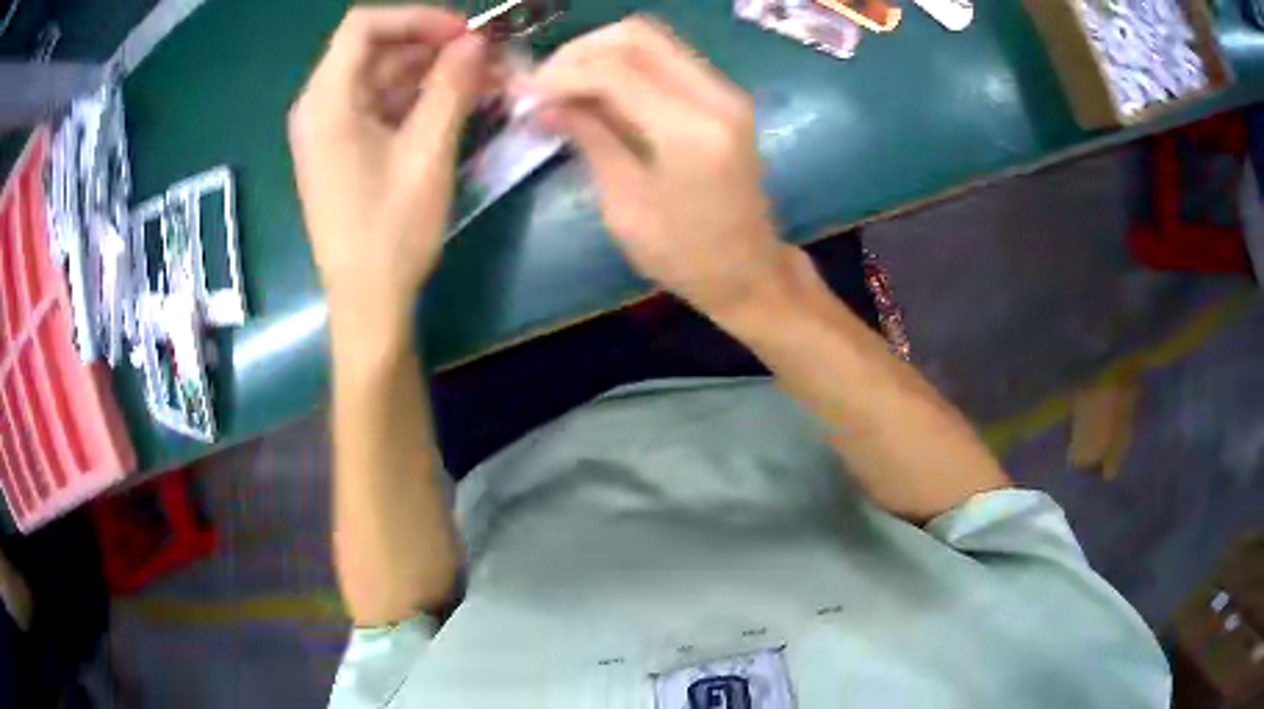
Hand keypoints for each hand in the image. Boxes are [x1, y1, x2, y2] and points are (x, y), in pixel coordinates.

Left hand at [288, 6, 486, 338]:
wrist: (367, 300)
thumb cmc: (391, 231)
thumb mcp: (428, 152)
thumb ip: (452, 85)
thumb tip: (476, 40)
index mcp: (327, 102)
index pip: (364, 26)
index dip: (417, 18)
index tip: (464, 34)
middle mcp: (319, 107)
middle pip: (374, 48)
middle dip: (431, 45)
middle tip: (484, 58)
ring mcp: (328, 129)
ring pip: (380, 75)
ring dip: (429, 72)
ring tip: (482, 82)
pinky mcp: (340, 148)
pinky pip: (378, 104)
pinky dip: (415, 98)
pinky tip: (455, 106)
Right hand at [532, 18, 796, 322]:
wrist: (749, 271)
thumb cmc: (683, 255)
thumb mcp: (624, 203)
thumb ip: (589, 138)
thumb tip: (543, 103)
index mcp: (690, 130)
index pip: (614, 67)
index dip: (561, 72)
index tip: (526, 93)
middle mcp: (715, 95)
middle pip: (637, 35)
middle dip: (581, 52)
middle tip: (547, 84)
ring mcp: (725, 91)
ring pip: (653, 39)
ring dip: (602, 53)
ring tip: (566, 87)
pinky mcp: (724, 97)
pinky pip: (667, 58)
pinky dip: (626, 64)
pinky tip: (598, 92)